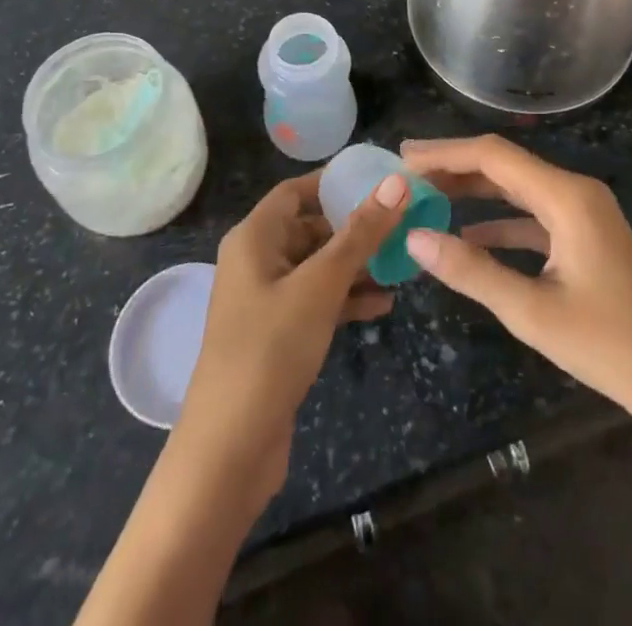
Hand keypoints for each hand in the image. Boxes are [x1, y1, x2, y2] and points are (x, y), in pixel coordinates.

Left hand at [172, 169, 407, 509]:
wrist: (229, 450)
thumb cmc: (271, 349)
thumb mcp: (321, 285)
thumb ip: (360, 234)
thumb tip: (397, 182)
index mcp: (254, 237)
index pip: (296, 190)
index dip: (334, 182)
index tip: (380, 181)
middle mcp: (256, 261)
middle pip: (309, 227)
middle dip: (354, 228)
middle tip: (402, 225)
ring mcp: (265, 300)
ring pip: (317, 267)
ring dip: (356, 266)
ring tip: (402, 264)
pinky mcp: (276, 335)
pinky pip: (316, 301)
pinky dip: (345, 299)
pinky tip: (384, 306)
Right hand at [400, 134, 631, 432]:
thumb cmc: (610, 346)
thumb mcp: (532, 312)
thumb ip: (471, 271)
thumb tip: (416, 238)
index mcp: (566, 197)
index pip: (494, 156)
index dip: (446, 152)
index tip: (404, 156)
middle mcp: (575, 191)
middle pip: (505, 166)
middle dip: (455, 167)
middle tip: (407, 174)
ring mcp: (584, 213)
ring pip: (518, 189)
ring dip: (475, 192)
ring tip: (428, 196)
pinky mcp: (586, 236)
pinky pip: (534, 215)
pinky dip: (500, 221)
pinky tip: (469, 235)